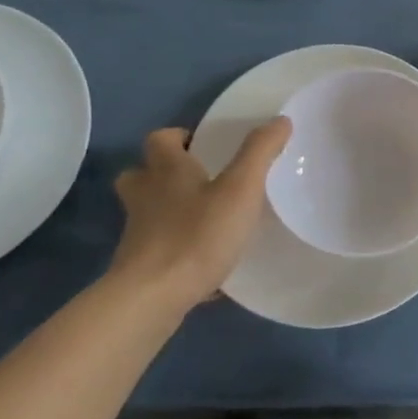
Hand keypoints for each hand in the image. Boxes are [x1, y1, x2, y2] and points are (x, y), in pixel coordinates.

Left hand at [110, 119, 291, 309]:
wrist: (152, 298)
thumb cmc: (197, 235)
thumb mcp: (240, 189)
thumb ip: (260, 152)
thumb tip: (280, 120)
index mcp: (166, 171)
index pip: (160, 140)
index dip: (179, 137)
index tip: (204, 145)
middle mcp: (145, 197)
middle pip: (141, 174)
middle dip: (164, 173)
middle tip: (199, 180)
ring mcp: (138, 234)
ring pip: (148, 213)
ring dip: (170, 211)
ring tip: (205, 219)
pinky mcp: (140, 267)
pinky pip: (159, 250)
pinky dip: (178, 250)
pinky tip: (207, 263)